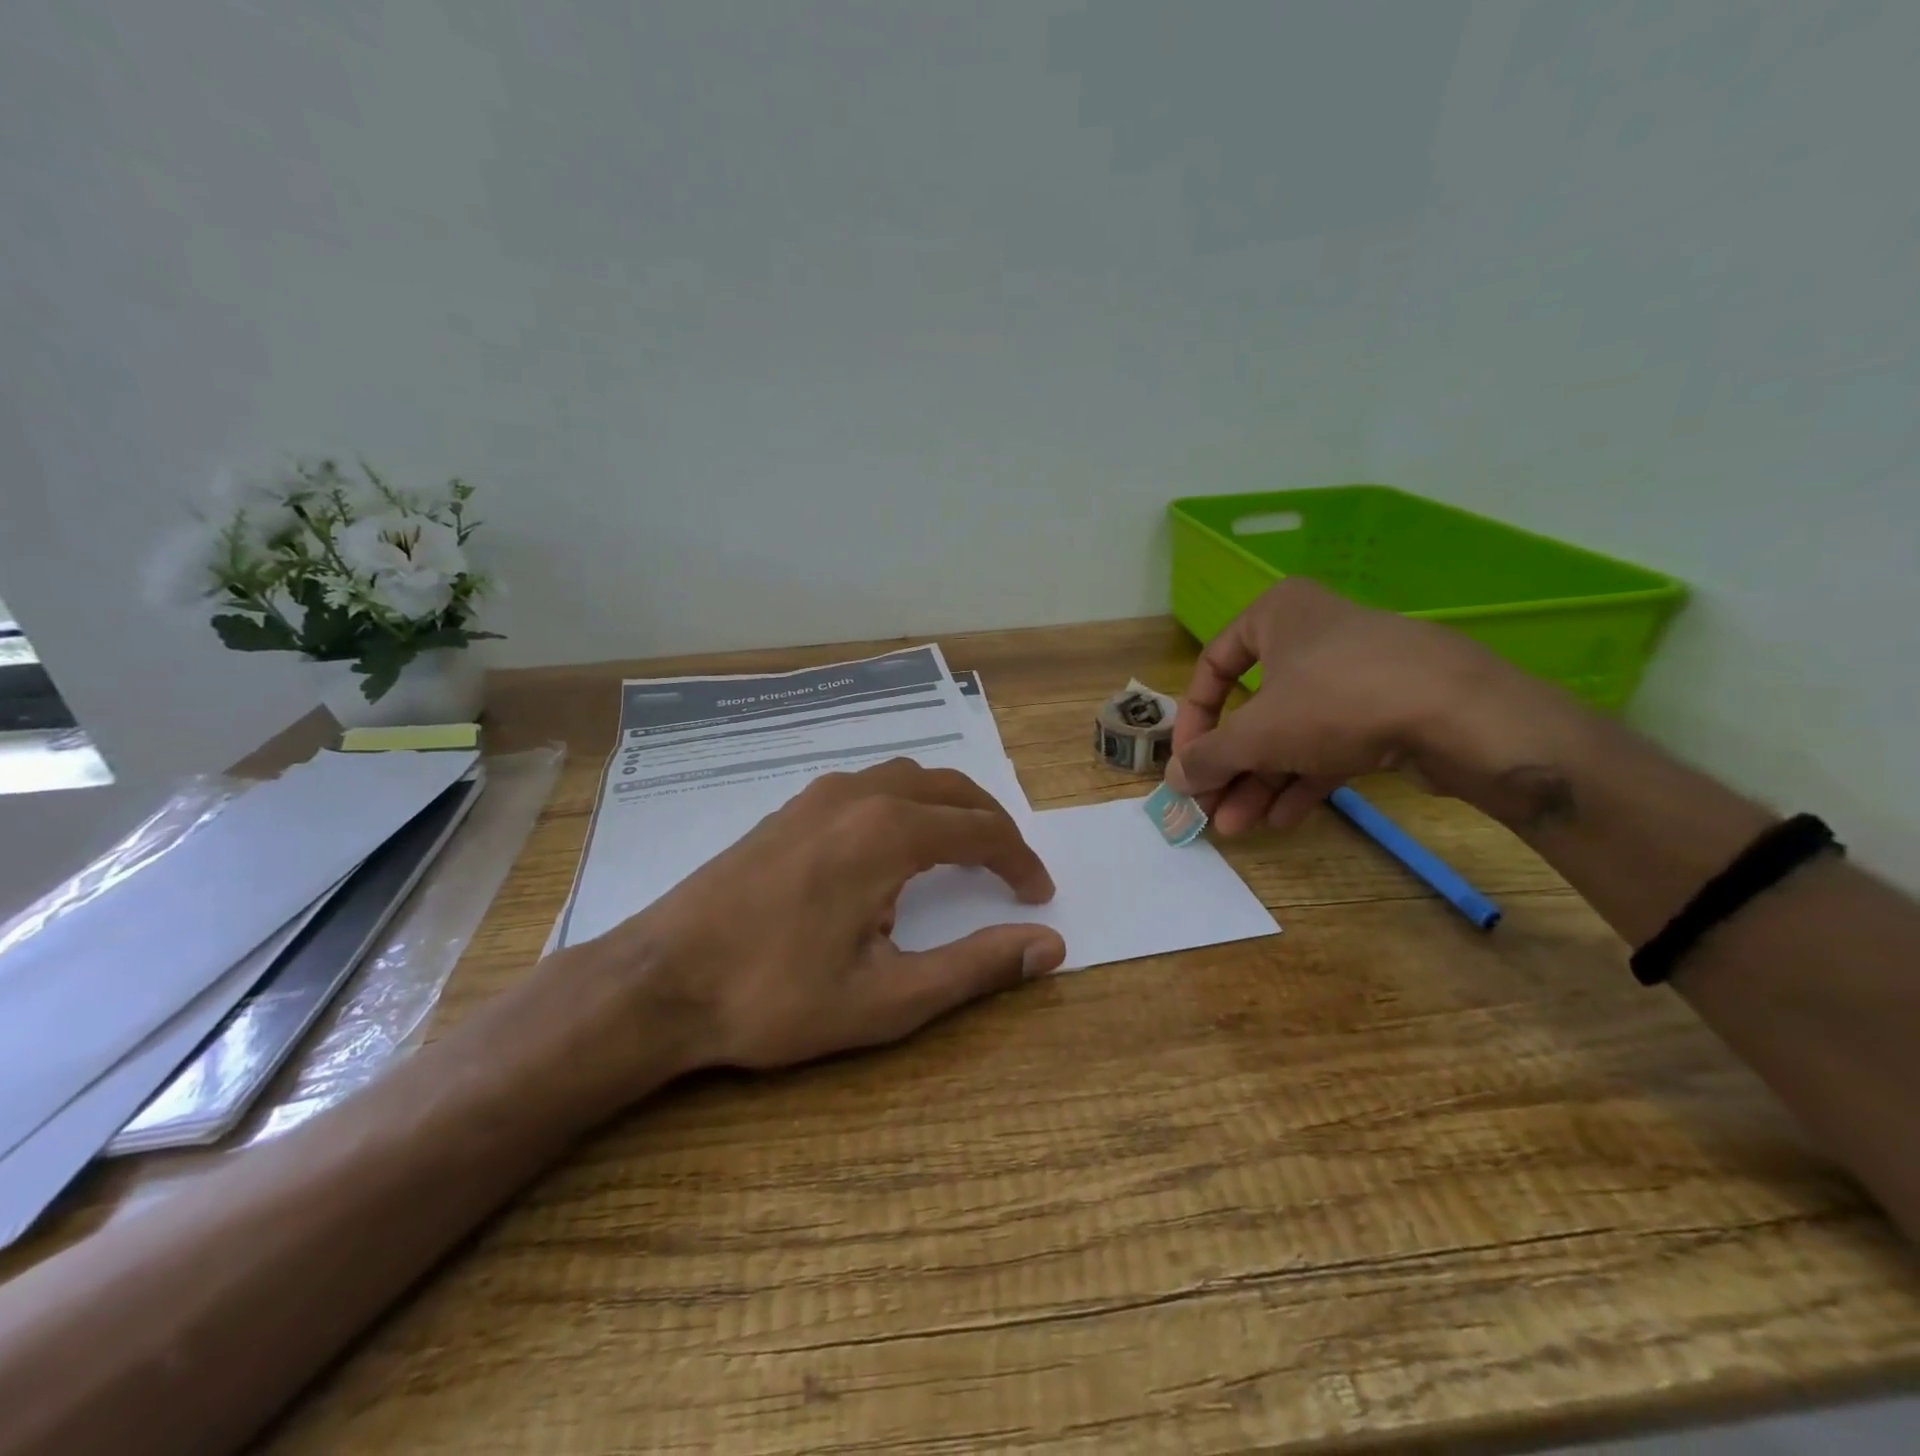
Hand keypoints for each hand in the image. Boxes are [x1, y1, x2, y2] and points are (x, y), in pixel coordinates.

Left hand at [591, 759, 1064, 1077]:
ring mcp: (818, 795)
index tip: (1038, 895)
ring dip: (948, 807)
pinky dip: (905, 804)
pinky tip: (893, 846)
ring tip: (963, 850)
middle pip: (950, 789)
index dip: (1019, 861)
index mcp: (888, 833)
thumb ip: (975, 967)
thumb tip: (1050, 944)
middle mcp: (858, 796)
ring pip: (907, 778)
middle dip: (991, 824)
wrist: (660, 980)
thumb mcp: (887, 999)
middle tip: (1011, 868)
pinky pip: (868, 786)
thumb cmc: (775, 997)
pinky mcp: (790, 808)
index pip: (982, 831)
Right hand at [1165, 577, 1529, 835]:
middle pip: (1253, 708)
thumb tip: (1174, 779)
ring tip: (1239, 827)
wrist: (1464, 716)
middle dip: (1230, 766)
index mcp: (1277, 615)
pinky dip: (1303, 779)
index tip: (1187, 764)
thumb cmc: (1336, 701)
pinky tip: (1283, 818)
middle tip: (1211, 809)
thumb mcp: (1255, 733)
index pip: (1213, 666)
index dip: (1193, 721)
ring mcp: (1355, 673)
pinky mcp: (1389, 709)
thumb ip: (1207, 757)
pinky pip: (1330, 743)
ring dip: (1261, 782)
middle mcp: (1313, 635)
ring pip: (1292, 731)